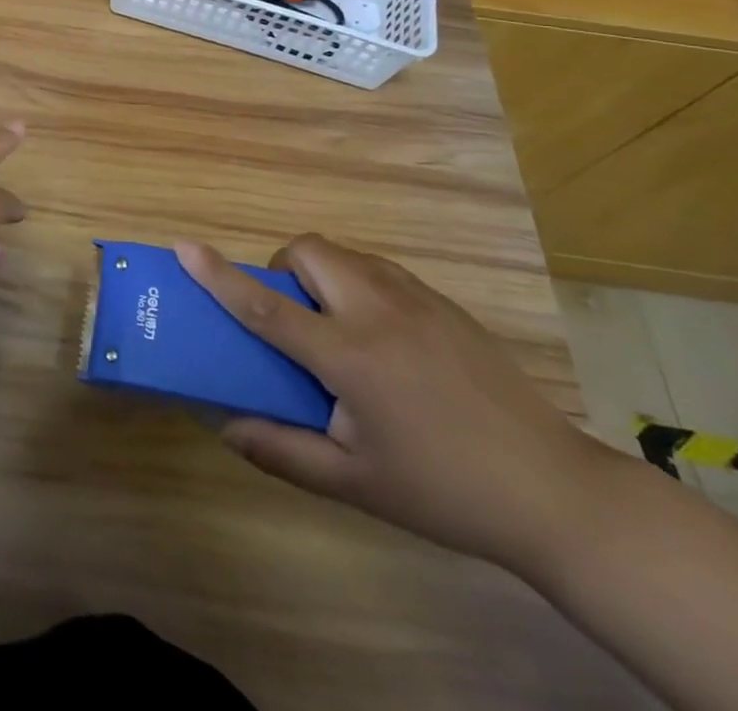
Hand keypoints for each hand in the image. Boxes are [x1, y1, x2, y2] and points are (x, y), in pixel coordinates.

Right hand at [177, 233, 618, 576]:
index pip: (267, 307)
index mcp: (350, 356)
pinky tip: (382, 338)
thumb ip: (281, 450)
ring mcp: (417, 299)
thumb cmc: (443, 490)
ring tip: (335, 329)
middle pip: (307, 251)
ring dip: (321, 274)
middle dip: (282, 271)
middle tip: (294, 321)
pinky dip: (357, 283)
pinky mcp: (444, 302)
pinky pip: (379, 269)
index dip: (219, 276)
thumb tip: (225, 423)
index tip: (184, 247)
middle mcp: (378, 311)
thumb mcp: (354, 483)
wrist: (554, 491)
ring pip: (344, 253)